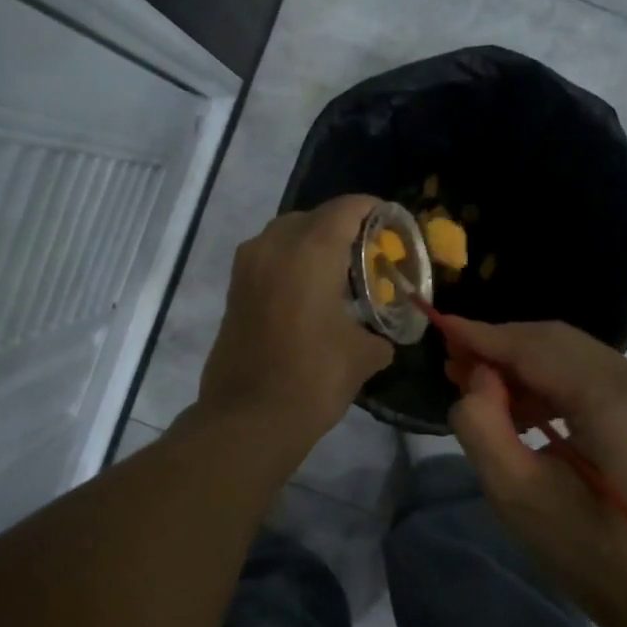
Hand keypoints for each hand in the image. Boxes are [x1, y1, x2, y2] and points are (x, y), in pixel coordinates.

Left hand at [198, 196, 392, 446]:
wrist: (248, 418)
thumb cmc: (313, 378)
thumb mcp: (362, 355)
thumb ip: (379, 335)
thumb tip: (382, 338)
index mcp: (311, 250)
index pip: (347, 209)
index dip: (373, 210)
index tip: (392, 224)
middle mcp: (274, 245)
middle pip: (313, 217)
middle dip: (342, 228)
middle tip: (367, 253)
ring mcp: (247, 266)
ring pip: (285, 235)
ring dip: (312, 245)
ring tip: (338, 273)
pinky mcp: (234, 290)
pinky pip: (268, 259)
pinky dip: (290, 264)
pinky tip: (309, 294)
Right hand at [444, 319, 626, 626]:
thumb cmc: (586, 552)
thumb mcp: (515, 494)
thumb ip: (482, 424)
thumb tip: (478, 377)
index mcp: (614, 401)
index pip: (536, 348)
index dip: (484, 336)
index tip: (440, 328)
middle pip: (555, 341)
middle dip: (500, 347)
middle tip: (453, 362)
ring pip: (571, 353)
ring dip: (522, 364)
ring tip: (477, 387)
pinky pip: (589, 373)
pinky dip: (549, 381)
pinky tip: (520, 407)